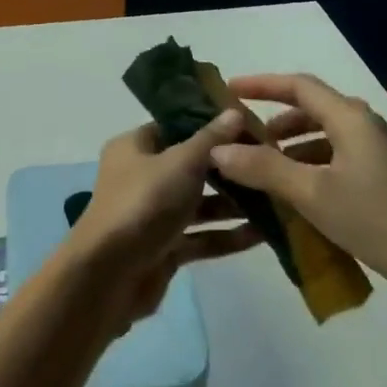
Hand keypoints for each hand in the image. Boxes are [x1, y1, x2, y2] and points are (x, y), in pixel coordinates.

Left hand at [69, 111, 262, 329]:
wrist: (108, 275)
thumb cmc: (143, 203)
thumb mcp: (181, 163)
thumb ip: (210, 139)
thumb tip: (234, 112)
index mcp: (134, 148)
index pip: (176, 127)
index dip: (211, 125)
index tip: (252, 127)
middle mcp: (140, 177)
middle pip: (191, 167)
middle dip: (230, 169)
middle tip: (272, 164)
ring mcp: (152, 215)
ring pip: (199, 205)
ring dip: (234, 205)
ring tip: (278, 200)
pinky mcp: (163, 249)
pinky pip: (200, 237)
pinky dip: (227, 236)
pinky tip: (264, 235)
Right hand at [209, 74, 386, 328]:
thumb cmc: (377, 219)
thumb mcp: (312, 193)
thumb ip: (263, 168)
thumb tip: (218, 150)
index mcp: (350, 119)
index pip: (299, 86)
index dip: (261, 84)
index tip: (227, 90)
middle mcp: (363, 130)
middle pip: (311, 111)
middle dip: (272, 121)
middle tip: (238, 139)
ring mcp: (375, 158)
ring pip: (322, 140)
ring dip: (288, 149)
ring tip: (256, 170)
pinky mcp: (380, 185)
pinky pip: (332, 165)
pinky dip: (306, 171)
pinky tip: (289, 197)